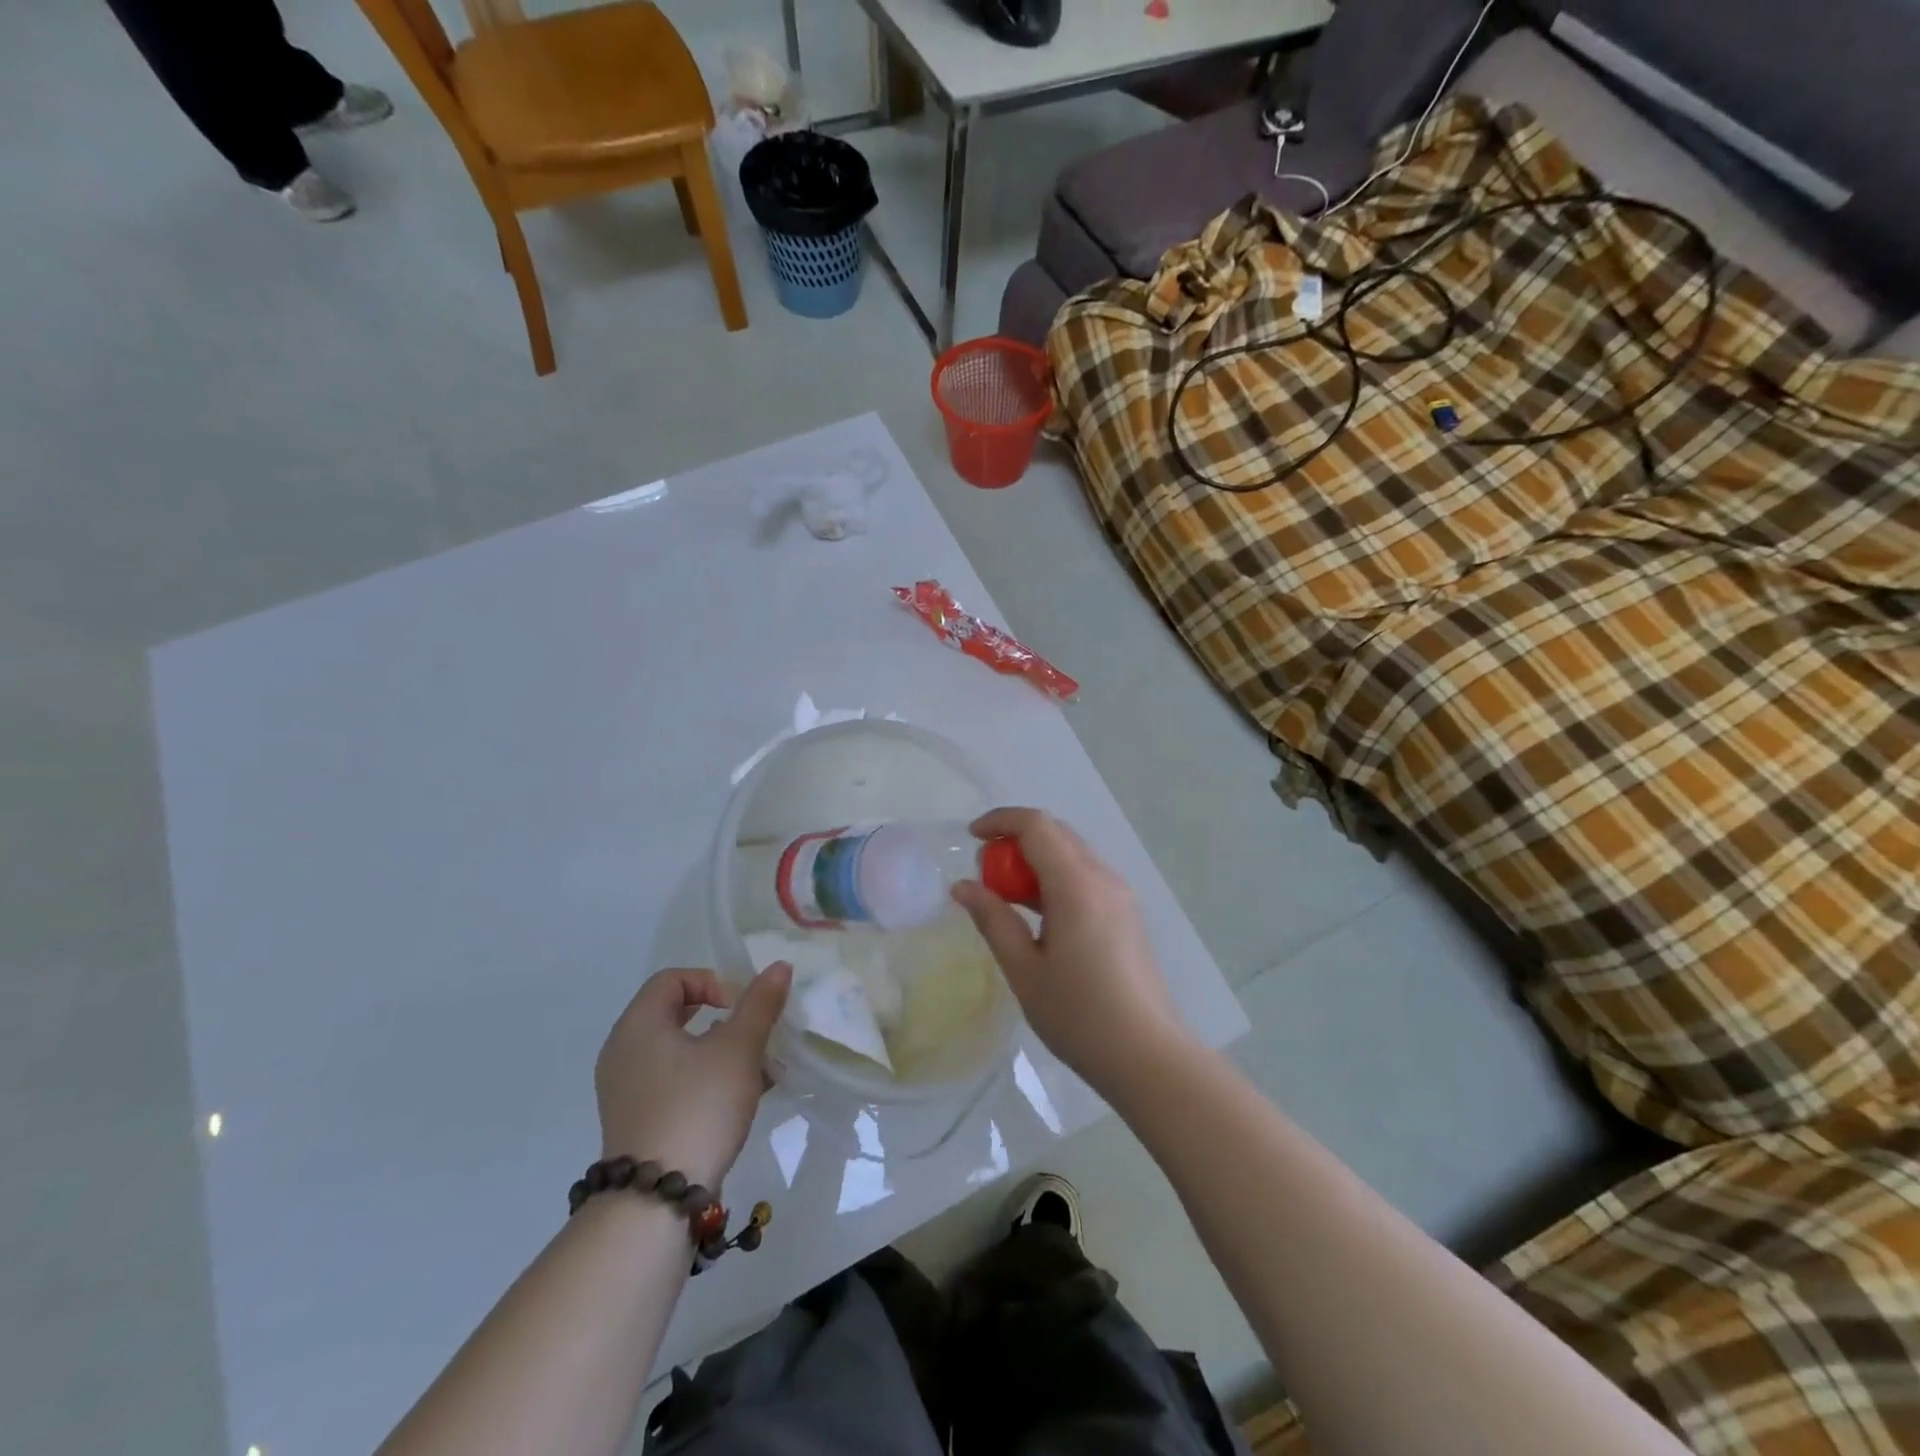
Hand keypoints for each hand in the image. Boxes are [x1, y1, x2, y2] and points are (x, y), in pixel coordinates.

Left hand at [593, 964, 791, 1190]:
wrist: (656, 1202)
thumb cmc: (698, 1107)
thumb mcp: (739, 1049)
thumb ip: (760, 1004)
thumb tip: (779, 966)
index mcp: (638, 1025)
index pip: (673, 979)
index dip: (712, 982)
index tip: (741, 1006)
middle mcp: (623, 1052)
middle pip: (676, 1014)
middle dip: (723, 1018)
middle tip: (753, 1031)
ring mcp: (627, 1090)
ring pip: (681, 1052)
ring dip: (722, 1051)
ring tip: (761, 1067)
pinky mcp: (638, 1121)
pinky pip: (675, 1083)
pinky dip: (707, 1079)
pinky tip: (746, 1095)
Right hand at [951, 808, 1183, 1094]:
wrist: (1147, 1056)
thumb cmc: (1079, 1015)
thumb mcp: (1024, 969)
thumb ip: (993, 920)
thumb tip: (963, 886)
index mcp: (1077, 885)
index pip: (1037, 825)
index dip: (1001, 820)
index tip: (970, 837)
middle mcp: (1103, 878)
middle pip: (1056, 833)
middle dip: (1016, 840)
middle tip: (985, 873)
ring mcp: (1121, 895)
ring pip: (1072, 854)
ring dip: (1036, 860)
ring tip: (1007, 897)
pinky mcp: (1127, 914)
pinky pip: (1086, 877)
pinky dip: (1056, 878)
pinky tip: (1040, 916)